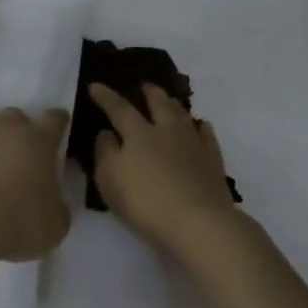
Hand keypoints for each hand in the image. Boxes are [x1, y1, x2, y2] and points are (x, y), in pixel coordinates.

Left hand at [0, 107, 72, 259]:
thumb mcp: (54, 226)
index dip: (57, 121)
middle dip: (18, 131)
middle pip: (15, 116)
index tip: (58, 125)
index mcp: (39, 141)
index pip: (55, 120)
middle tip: (16, 156)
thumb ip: (56, 209)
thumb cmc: (18, 221)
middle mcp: (6, 128)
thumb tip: (53, 205)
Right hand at [89, 83, 238, 255]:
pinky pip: (207, 136)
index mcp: (138, 134)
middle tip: (145, 85)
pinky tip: (200, 126)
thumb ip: (104, 152)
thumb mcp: (109, 179)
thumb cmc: (145, 202)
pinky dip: (200, 127)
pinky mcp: (213, 162)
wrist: (199, 223)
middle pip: (159, 104)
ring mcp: (193, 145)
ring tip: (171, 101)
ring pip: (183, 115)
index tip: (95, 85)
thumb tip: (106, 133)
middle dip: (150, 92)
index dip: (105, 97)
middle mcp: (167, 131)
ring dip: (174, 105)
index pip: (119, 109)